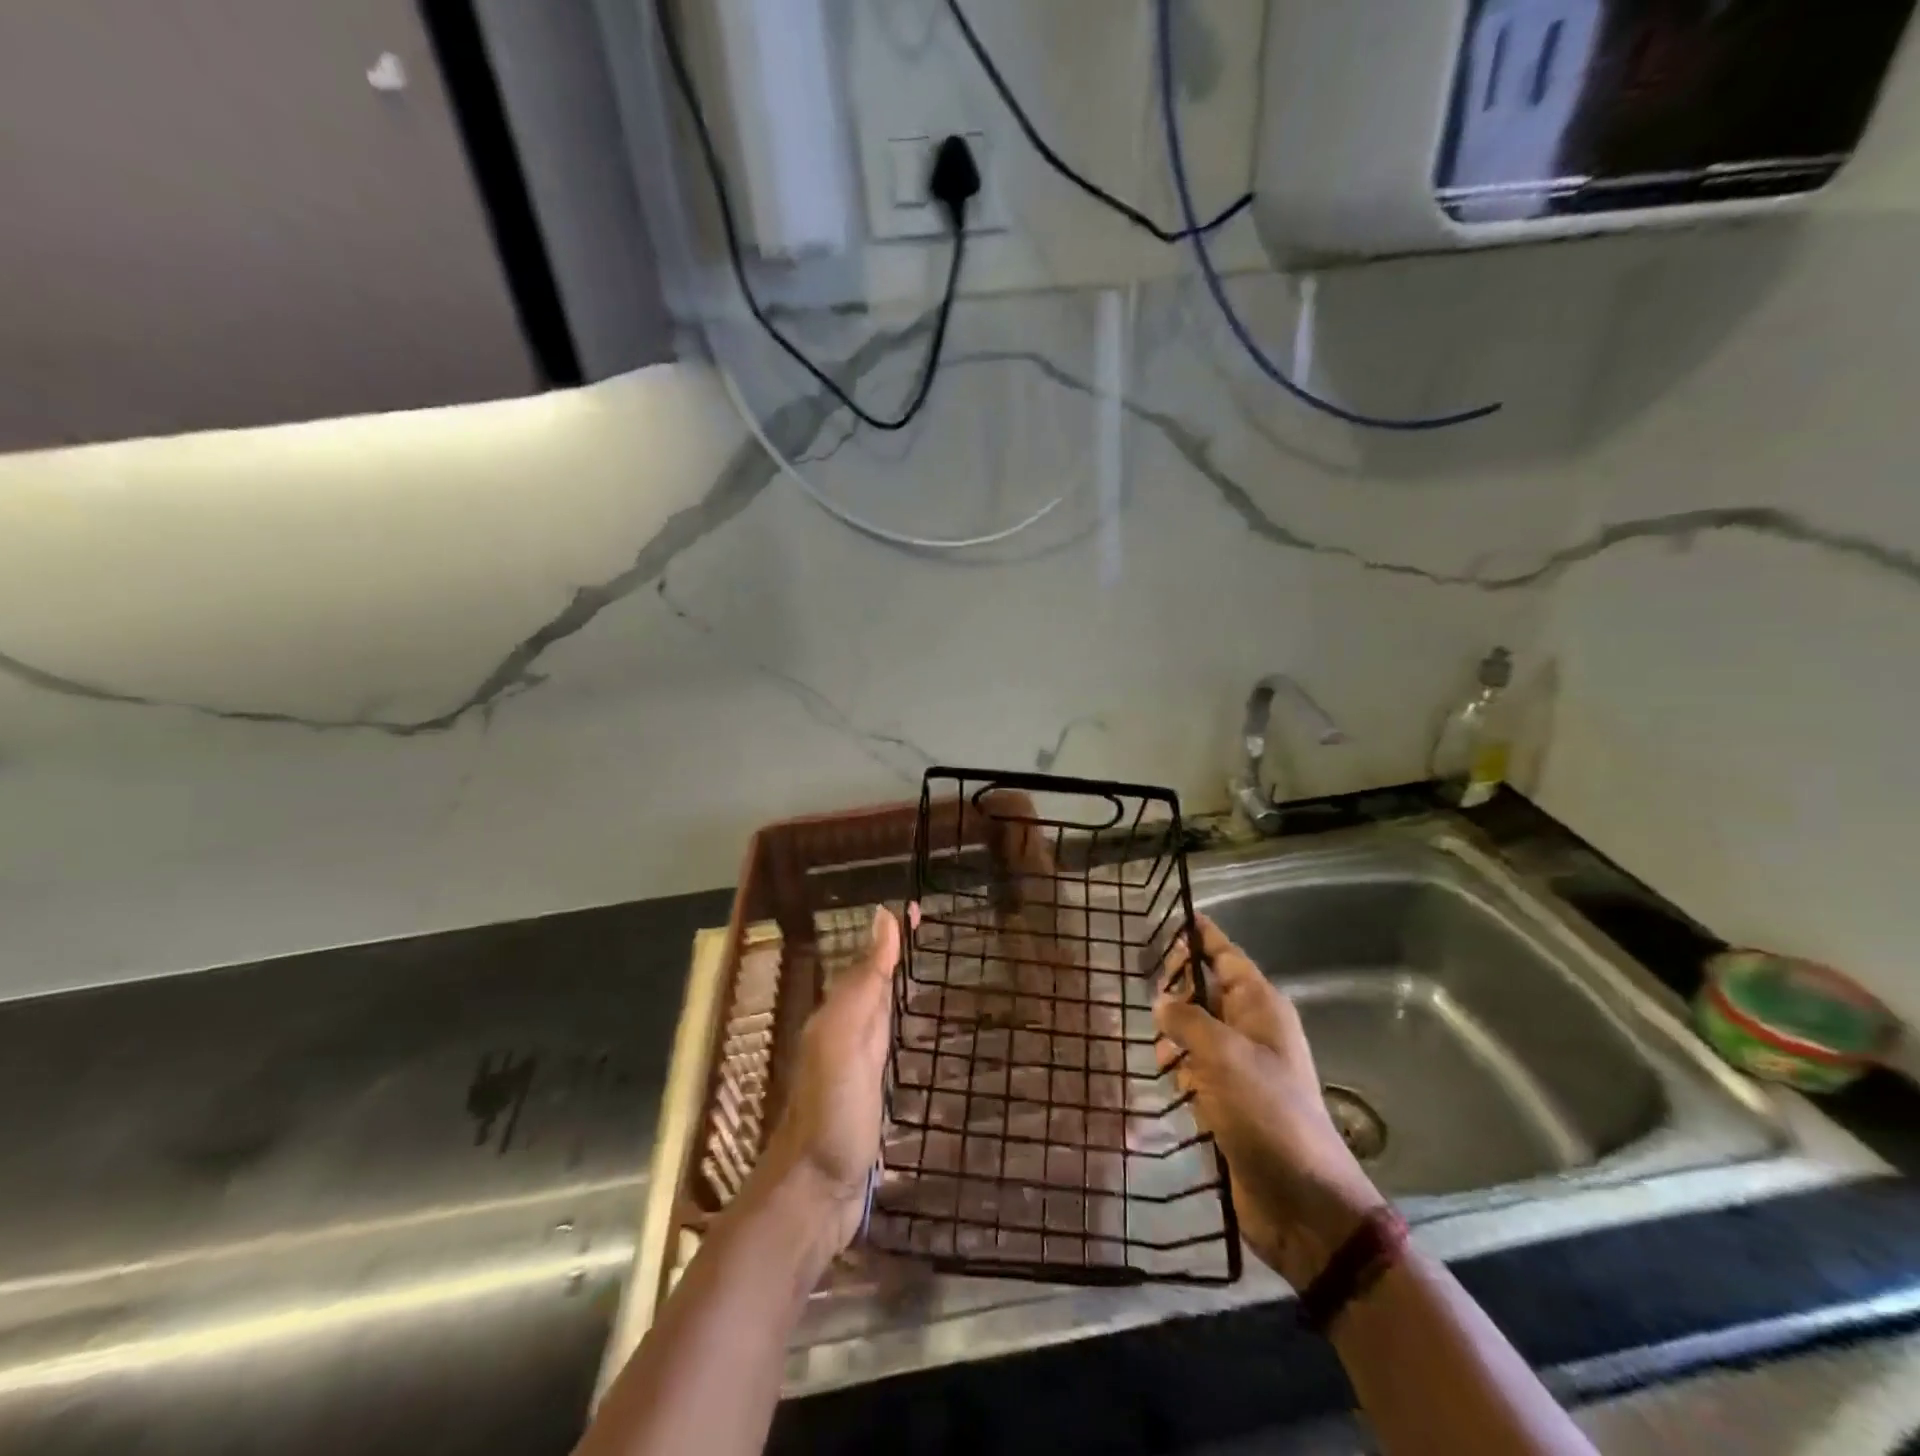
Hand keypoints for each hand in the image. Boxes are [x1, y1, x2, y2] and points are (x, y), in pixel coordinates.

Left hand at [753, 905, 906, 1255]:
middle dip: (898, 953)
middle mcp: (846, 1032)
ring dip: (899, 984)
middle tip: (932, 929)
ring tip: (930, 966)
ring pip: (880, 1010)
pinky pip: (888, 1043)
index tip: (920, 906)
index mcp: (839, 1014)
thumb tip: (882, 917)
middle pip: (874, 981)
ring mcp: (857, 1066)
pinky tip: (916, 1029)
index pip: (870, 960)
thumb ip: (862, 982)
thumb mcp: (845, 1038)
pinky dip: (902, 1023)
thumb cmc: (831, 1111)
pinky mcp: (870, 1095)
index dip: (892, 935)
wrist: (814, 1194)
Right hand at [1155, 915, 1386, 1289]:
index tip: (1171, 916)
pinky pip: (1194, 1068)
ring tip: (1160, 1052)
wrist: (1303, 1202)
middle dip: (1176, 990)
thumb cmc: (1268, 1113)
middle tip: (1147, 991)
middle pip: (1204, 990)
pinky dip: (1179, 1070)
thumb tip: (1160, 1000)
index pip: (1224, 955)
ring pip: (1193, 1030)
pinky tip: (1168, 1080)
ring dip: (1173, 1036)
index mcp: (1260, 1006)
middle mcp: (1250, 1029)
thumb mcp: (1223, 1056)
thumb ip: (1186, 1019)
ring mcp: (1239, 1066)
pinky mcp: (1228, 1100)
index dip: (1199, 936)